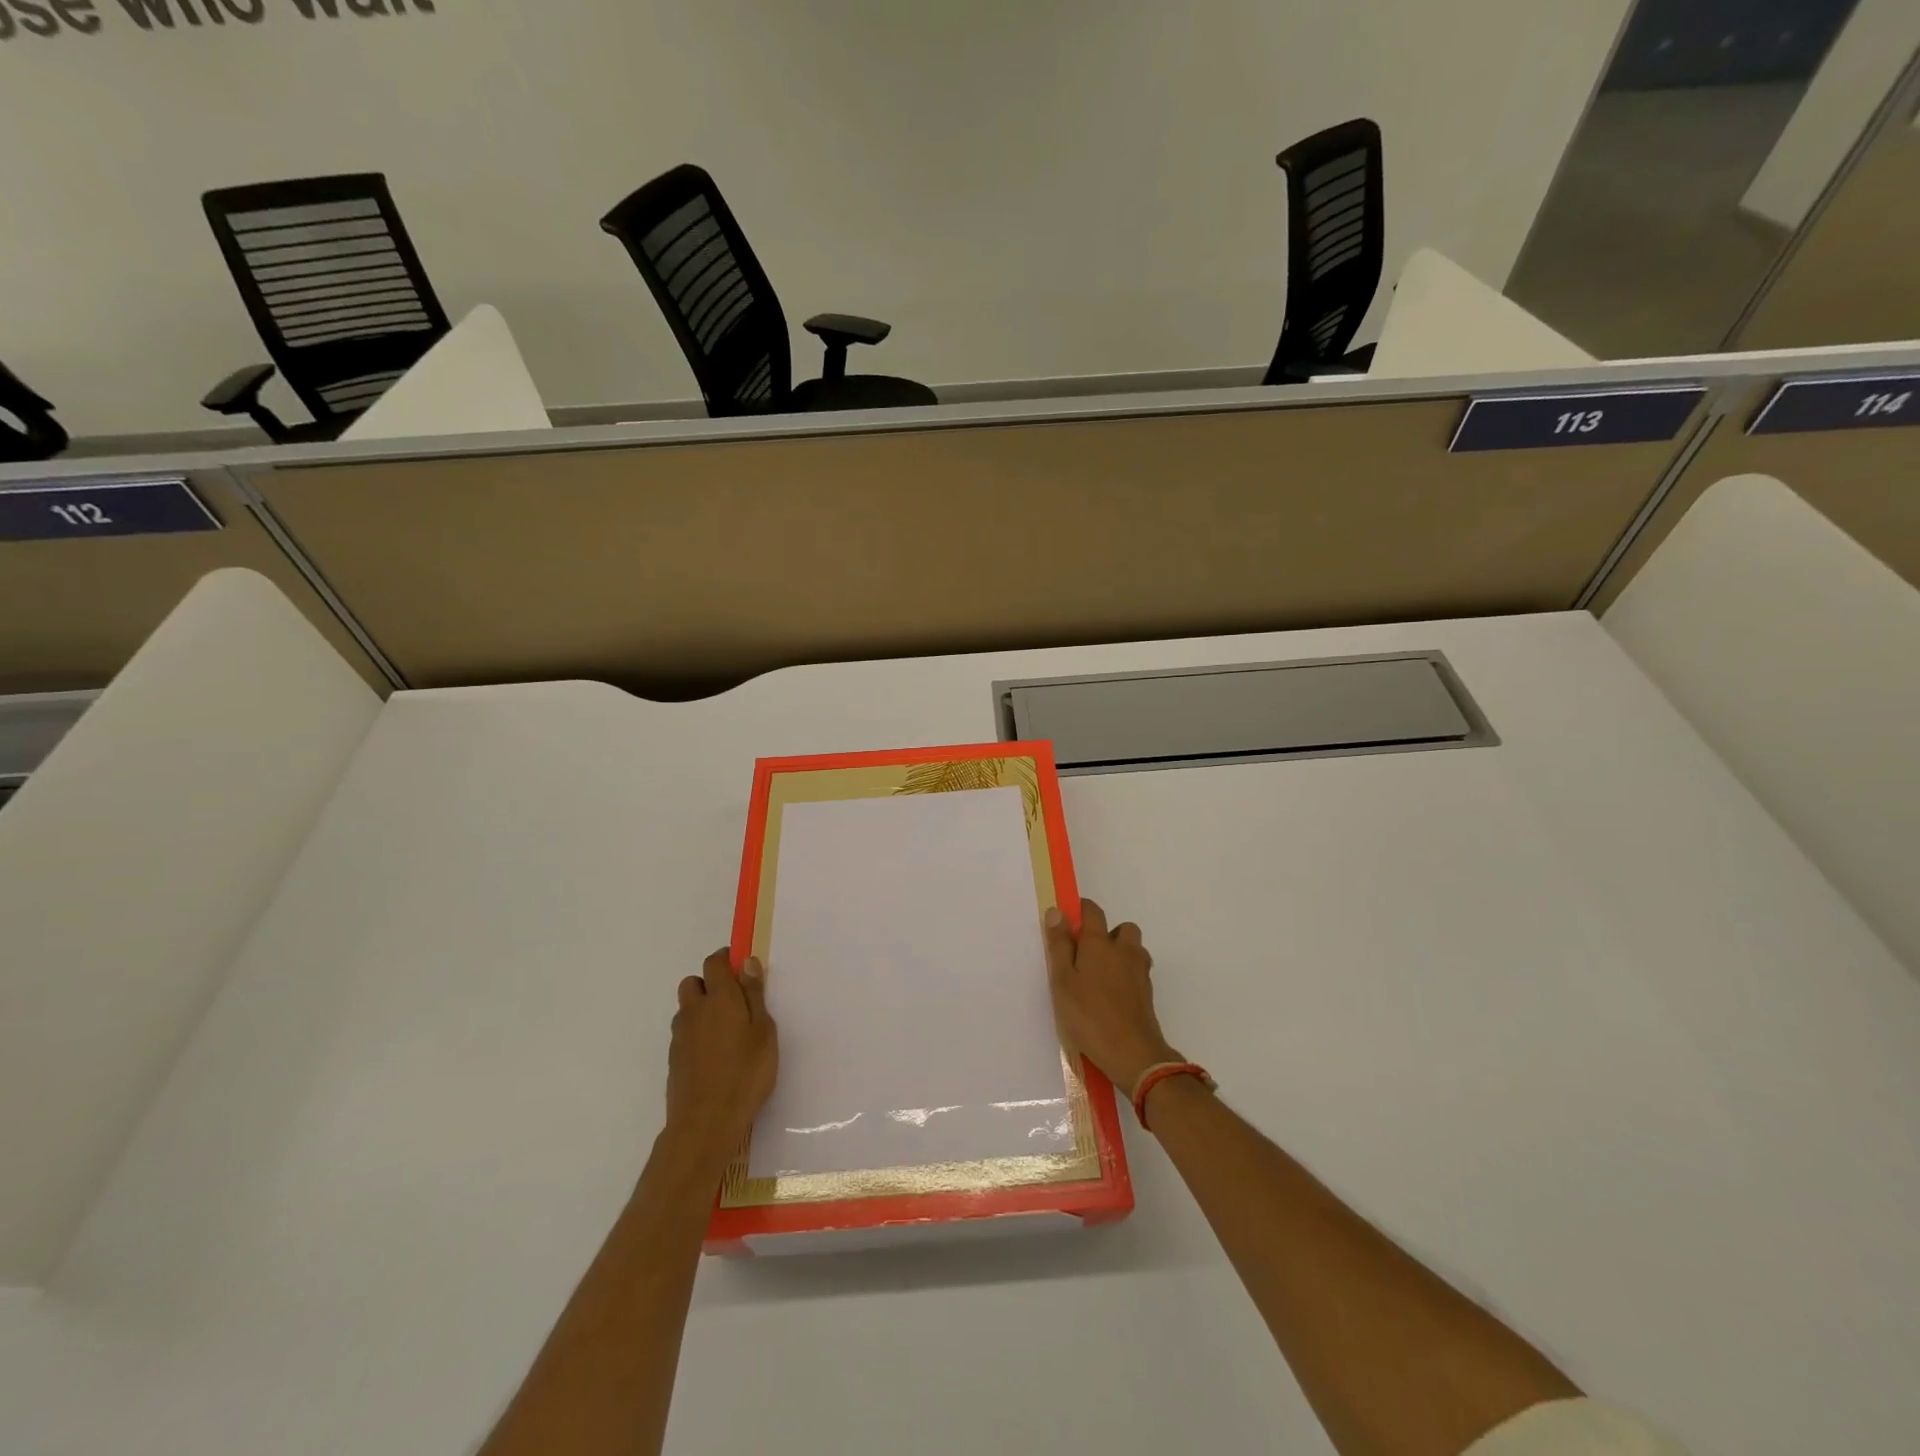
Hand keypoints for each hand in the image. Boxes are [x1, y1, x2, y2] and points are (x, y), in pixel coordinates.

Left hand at [665, 950, 778, 1163]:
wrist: (705, 1123)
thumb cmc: (745, 1073)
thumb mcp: (763, 1031)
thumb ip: (754, 995)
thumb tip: (747, 962)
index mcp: (720, 998)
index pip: (714, 963)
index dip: (727, 960)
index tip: (742, 969)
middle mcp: (694, 1010)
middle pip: (693, 982)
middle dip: (709, 983)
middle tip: (734, 1002)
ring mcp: (680, 1036)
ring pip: (686, 1009)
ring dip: (701, 1009)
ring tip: (726, 1031)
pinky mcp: (673, 1059)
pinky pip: (684, 1033)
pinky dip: (696, 1033)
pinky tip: (715, 1054)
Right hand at [1043, 899, 1179, 1094]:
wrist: (1132, 1053)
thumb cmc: (1089, 1015)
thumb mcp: (1063, 981)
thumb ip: (1059, 945)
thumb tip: (1056, 912)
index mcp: (1099, 943)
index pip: (1093, 911)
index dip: (1081, 909)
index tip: (1068, 920)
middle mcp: (1124, 950)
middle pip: (1122, 928)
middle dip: (1108, 933)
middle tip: (1087, 954)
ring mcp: (1140, 971)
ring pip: (1134, 949)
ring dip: (1121, 953)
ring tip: (1101, 975)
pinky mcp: (1148, 992)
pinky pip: (1138, 971)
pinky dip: (1127, 973)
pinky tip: (1113, 994)